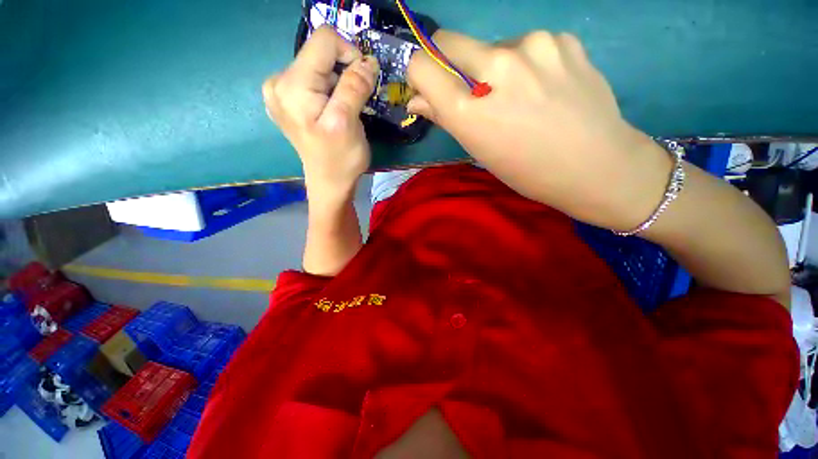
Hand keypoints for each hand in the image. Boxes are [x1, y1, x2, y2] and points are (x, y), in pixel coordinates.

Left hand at [262, 26, 379, 202]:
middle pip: (321, 53)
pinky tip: (333, 111)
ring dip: (339, 84)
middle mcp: (278, 81)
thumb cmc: (339, 159)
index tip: (364, 82)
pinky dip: (331, 90)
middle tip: (354, 103)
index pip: (324, 40)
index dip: (350, 54)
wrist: (329, 183)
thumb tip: (368, 60)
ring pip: (320, 66)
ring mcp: (281, 90)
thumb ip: (355, 86)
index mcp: (291, 84)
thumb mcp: (348, 122)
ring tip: (344, 111)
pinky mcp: (289, 99)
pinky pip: (315, 80)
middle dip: (344, 73)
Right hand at [407, 30, 671, 230]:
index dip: (420, 73)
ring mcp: (534, 46)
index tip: (430, 85)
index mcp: (471, 109)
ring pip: (492, 47)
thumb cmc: (526, 170)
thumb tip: (416, 99)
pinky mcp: (563, 39)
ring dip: (494, 68)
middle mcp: (498, 66)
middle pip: (450, 41)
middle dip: (450, 63)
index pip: (422, 66)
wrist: (595, 165)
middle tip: (473, 91)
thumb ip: (444, 117)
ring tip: (520, 97)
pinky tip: (545, 87)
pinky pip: (526, 46)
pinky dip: (525, 64)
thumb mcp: (479, 150)